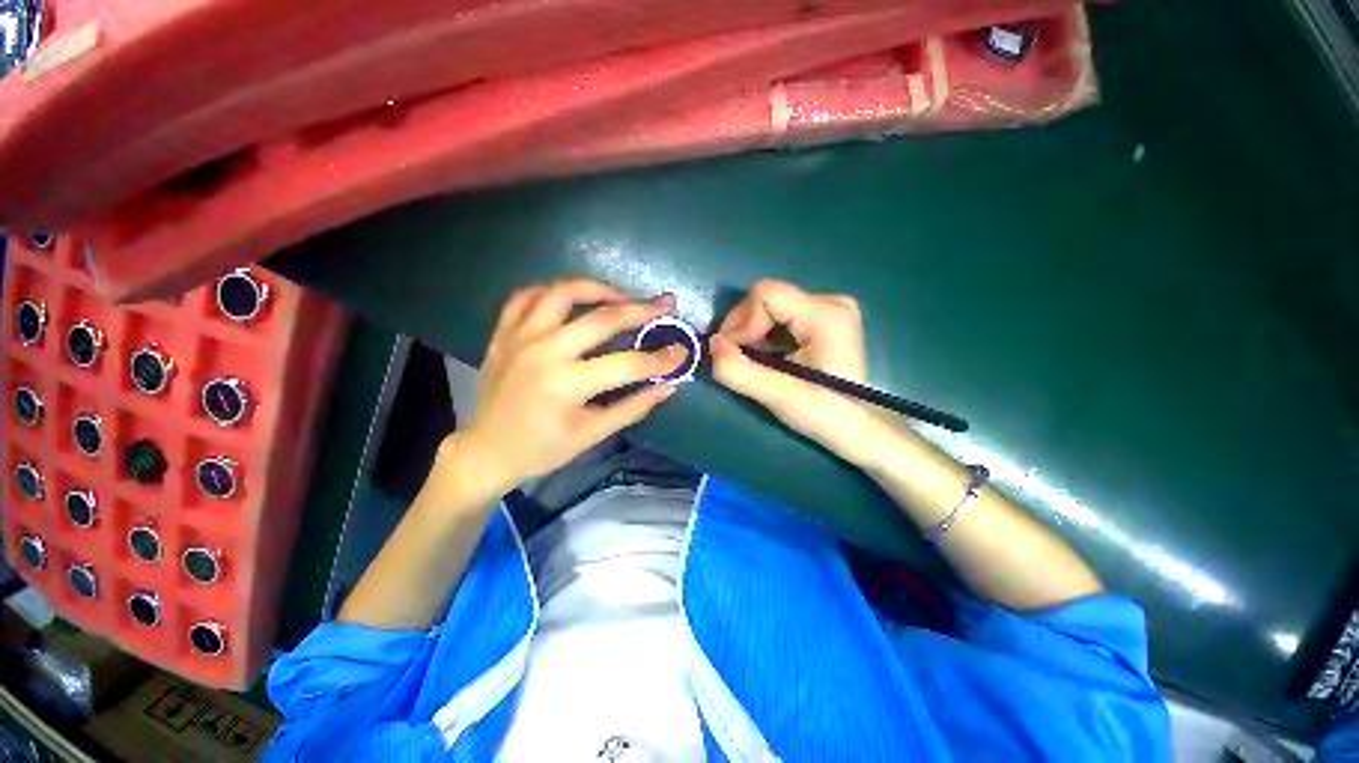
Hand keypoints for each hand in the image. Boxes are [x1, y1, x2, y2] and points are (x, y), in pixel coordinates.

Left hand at [450, 279, 685, 494]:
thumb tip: (669, 386)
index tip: (682, 352)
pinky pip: (528, 295)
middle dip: (642, 310)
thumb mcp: (593, 434)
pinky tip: (573, 298)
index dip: (660, 358)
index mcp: (566, 384)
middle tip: (666, 303)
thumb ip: (634, 407)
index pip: (627, 364)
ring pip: (563, 292)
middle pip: (602, 318)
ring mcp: (520, 336)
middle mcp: (543, 351)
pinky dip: (554, 290)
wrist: (487, 450)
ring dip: (599, 289)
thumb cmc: (543, 448)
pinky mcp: (503, 332)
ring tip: (622, 296)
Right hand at [710, 279, 889, 466]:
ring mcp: (831, 310)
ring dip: (753, 333)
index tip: (731, 353)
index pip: (764, 295)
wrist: (859, 430)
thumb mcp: (777, 395)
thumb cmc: (824, 414)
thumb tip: (712, 345)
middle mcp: (831, 302)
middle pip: (767, 298)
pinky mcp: (826, 321)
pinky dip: (766, 335)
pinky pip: (783, 317)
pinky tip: (768, 358)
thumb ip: (737, 370)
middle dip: (744, 328)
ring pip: (772, 307)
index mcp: (825, 314)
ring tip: (751, 362)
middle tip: (736, 359)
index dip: (739, 322)